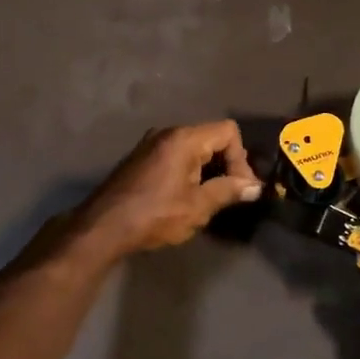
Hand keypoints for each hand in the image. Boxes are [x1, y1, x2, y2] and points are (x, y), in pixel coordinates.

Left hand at [73, 121, 263, 259]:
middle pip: (211, 137)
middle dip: (226, 164)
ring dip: (208, 169)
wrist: (103, 226)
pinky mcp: (141, 158)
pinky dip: (189, 170)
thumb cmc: (154, 215)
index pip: (228, 131)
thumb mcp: (197, 207)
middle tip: (230, 195)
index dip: (241, 158)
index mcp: (184, 139)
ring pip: (193, 147)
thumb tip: (255, 187)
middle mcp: (167, 133)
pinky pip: (176, 155)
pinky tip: (186, 197)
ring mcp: (151, 144)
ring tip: (210, 199)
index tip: (240, 187)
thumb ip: (228, 191)